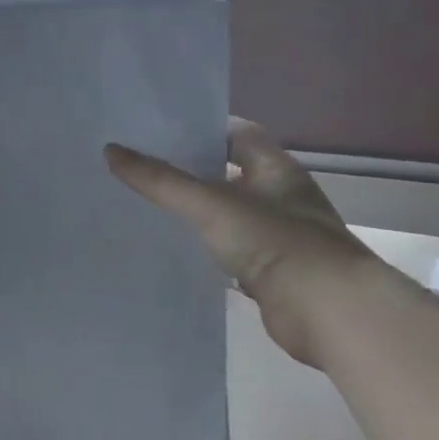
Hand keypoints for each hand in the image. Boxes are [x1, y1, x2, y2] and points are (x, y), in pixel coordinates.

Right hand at [105, 119, 375, 366]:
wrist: (328, 311)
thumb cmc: (274, 240)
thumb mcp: (209, 203)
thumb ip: (160, 180)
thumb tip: (110, 150)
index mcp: (275, 168)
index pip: (236, 133)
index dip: (201, 129)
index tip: (159, 131)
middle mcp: (280, 196)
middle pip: (230, 173)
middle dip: (191, 171)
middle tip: (142, 167)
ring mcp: (279, 235)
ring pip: (229, 215)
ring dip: (198, 213)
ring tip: (149, 206)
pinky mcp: (273, 272)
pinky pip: (232, 253)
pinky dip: (207, 252)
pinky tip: (175, 252)